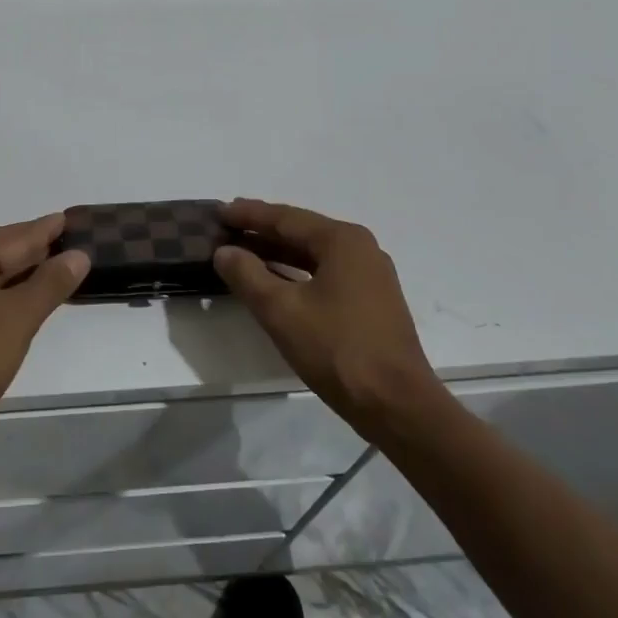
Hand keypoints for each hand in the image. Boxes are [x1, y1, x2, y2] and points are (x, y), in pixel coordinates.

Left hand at [0, 214, 89, 448]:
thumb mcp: (20, 319)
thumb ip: (50, 282)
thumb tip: (78, 255)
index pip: (13, 237)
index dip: (44, 231)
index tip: (65, 218)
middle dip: (28, 248)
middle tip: (61, 240)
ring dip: (11, 270)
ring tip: (44, 265)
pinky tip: (10, 295)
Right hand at [214, 199, 443, 434]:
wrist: (398, 406)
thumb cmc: (337, 350)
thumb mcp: (281, 310)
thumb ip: (247, 275)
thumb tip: (223, 252)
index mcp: (342, 241)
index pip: (286, 218)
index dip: (249, 214)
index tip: (219, 211)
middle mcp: (361, 249)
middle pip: (302, 232)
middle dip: (263, 231)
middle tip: (227, 228)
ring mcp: (370, 277)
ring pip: (314, 255)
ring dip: (278, 253)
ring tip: (244, 252)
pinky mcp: (372, 302)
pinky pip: (326, 274)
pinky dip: (297, 272)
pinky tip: (276, 282)